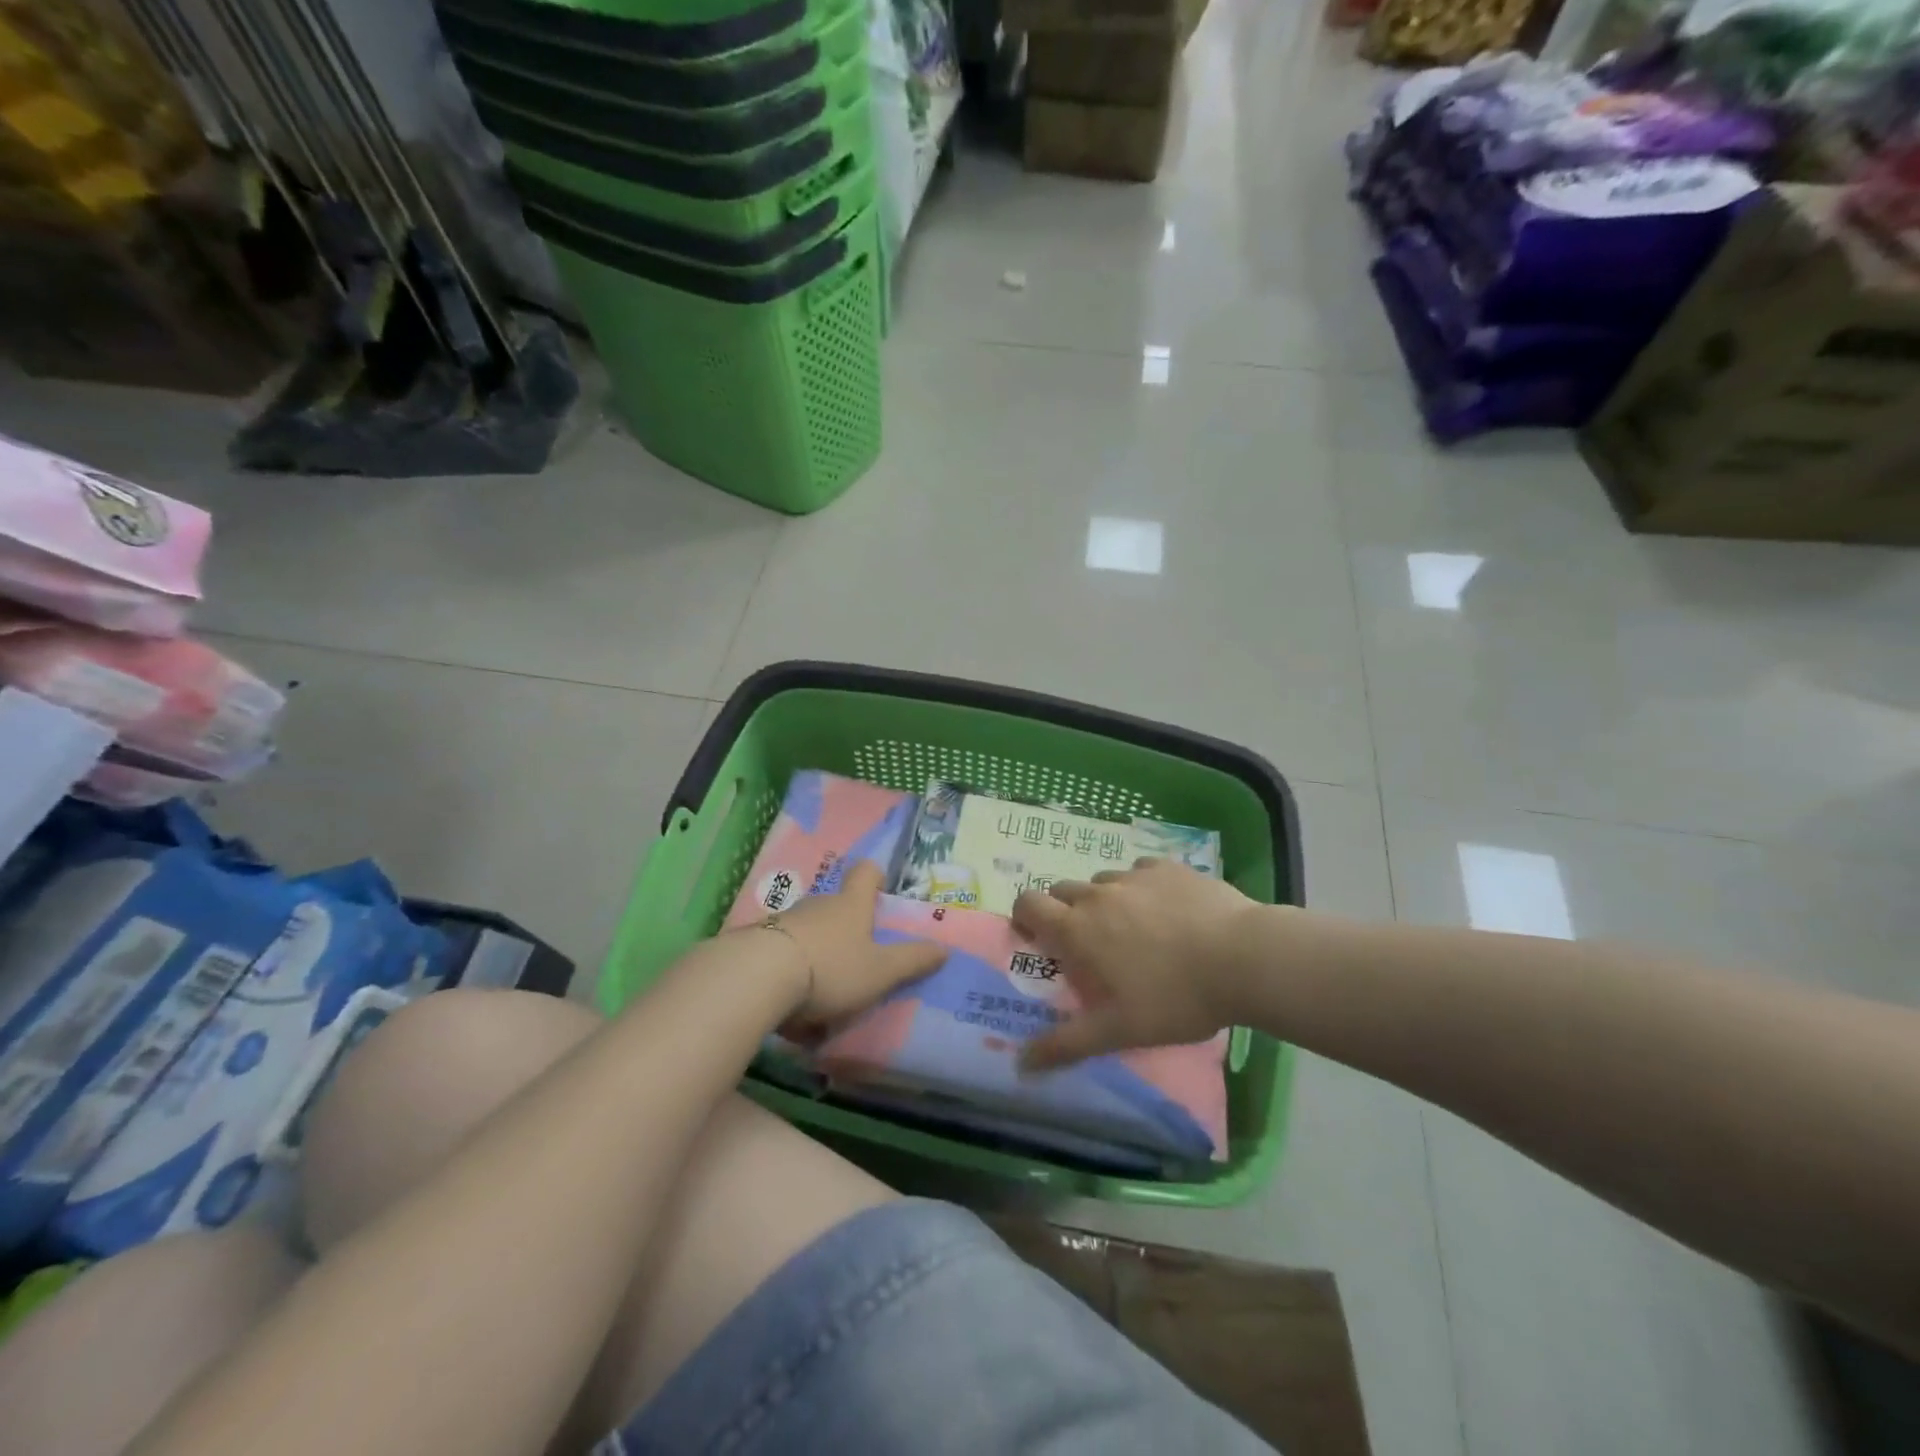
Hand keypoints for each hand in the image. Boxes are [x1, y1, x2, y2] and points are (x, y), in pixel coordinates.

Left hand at [755, 862, 945, 1037]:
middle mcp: (818, 905)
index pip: (866, 873)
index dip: (876, 877)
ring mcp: (784, 921)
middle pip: (837, 905)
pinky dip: (791, 972)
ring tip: (824, 993)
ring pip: (809, 931)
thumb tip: (944, 949)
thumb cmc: (831, 968)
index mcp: (851, 905)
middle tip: (859, 958)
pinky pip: (783, 953)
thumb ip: (912, 961)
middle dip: (848, 927)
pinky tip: (791, 1007)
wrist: (758, 977)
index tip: (880, 890)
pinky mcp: (757, 942)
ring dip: (818, 952)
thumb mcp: (880, 971)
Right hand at [1011, 858, 1261, 1070]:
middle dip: (1064, 911)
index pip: (1028, 904)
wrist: (1242, 958)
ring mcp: (1135, 875)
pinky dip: (1142, 888)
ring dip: (1105, 901)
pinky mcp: (1169, 867)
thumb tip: (1021, 1065)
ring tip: (1134, 930)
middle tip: (1087, 944)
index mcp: (1078, 928)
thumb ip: (1066, 1044)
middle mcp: (1098, 894)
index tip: (1035, 938)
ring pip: (1103, 881)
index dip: (1024, 917)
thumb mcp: (1118, 1030)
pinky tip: (1167, 910)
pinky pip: (1141, 871)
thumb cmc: (1175, 998)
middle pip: (1062, 889)